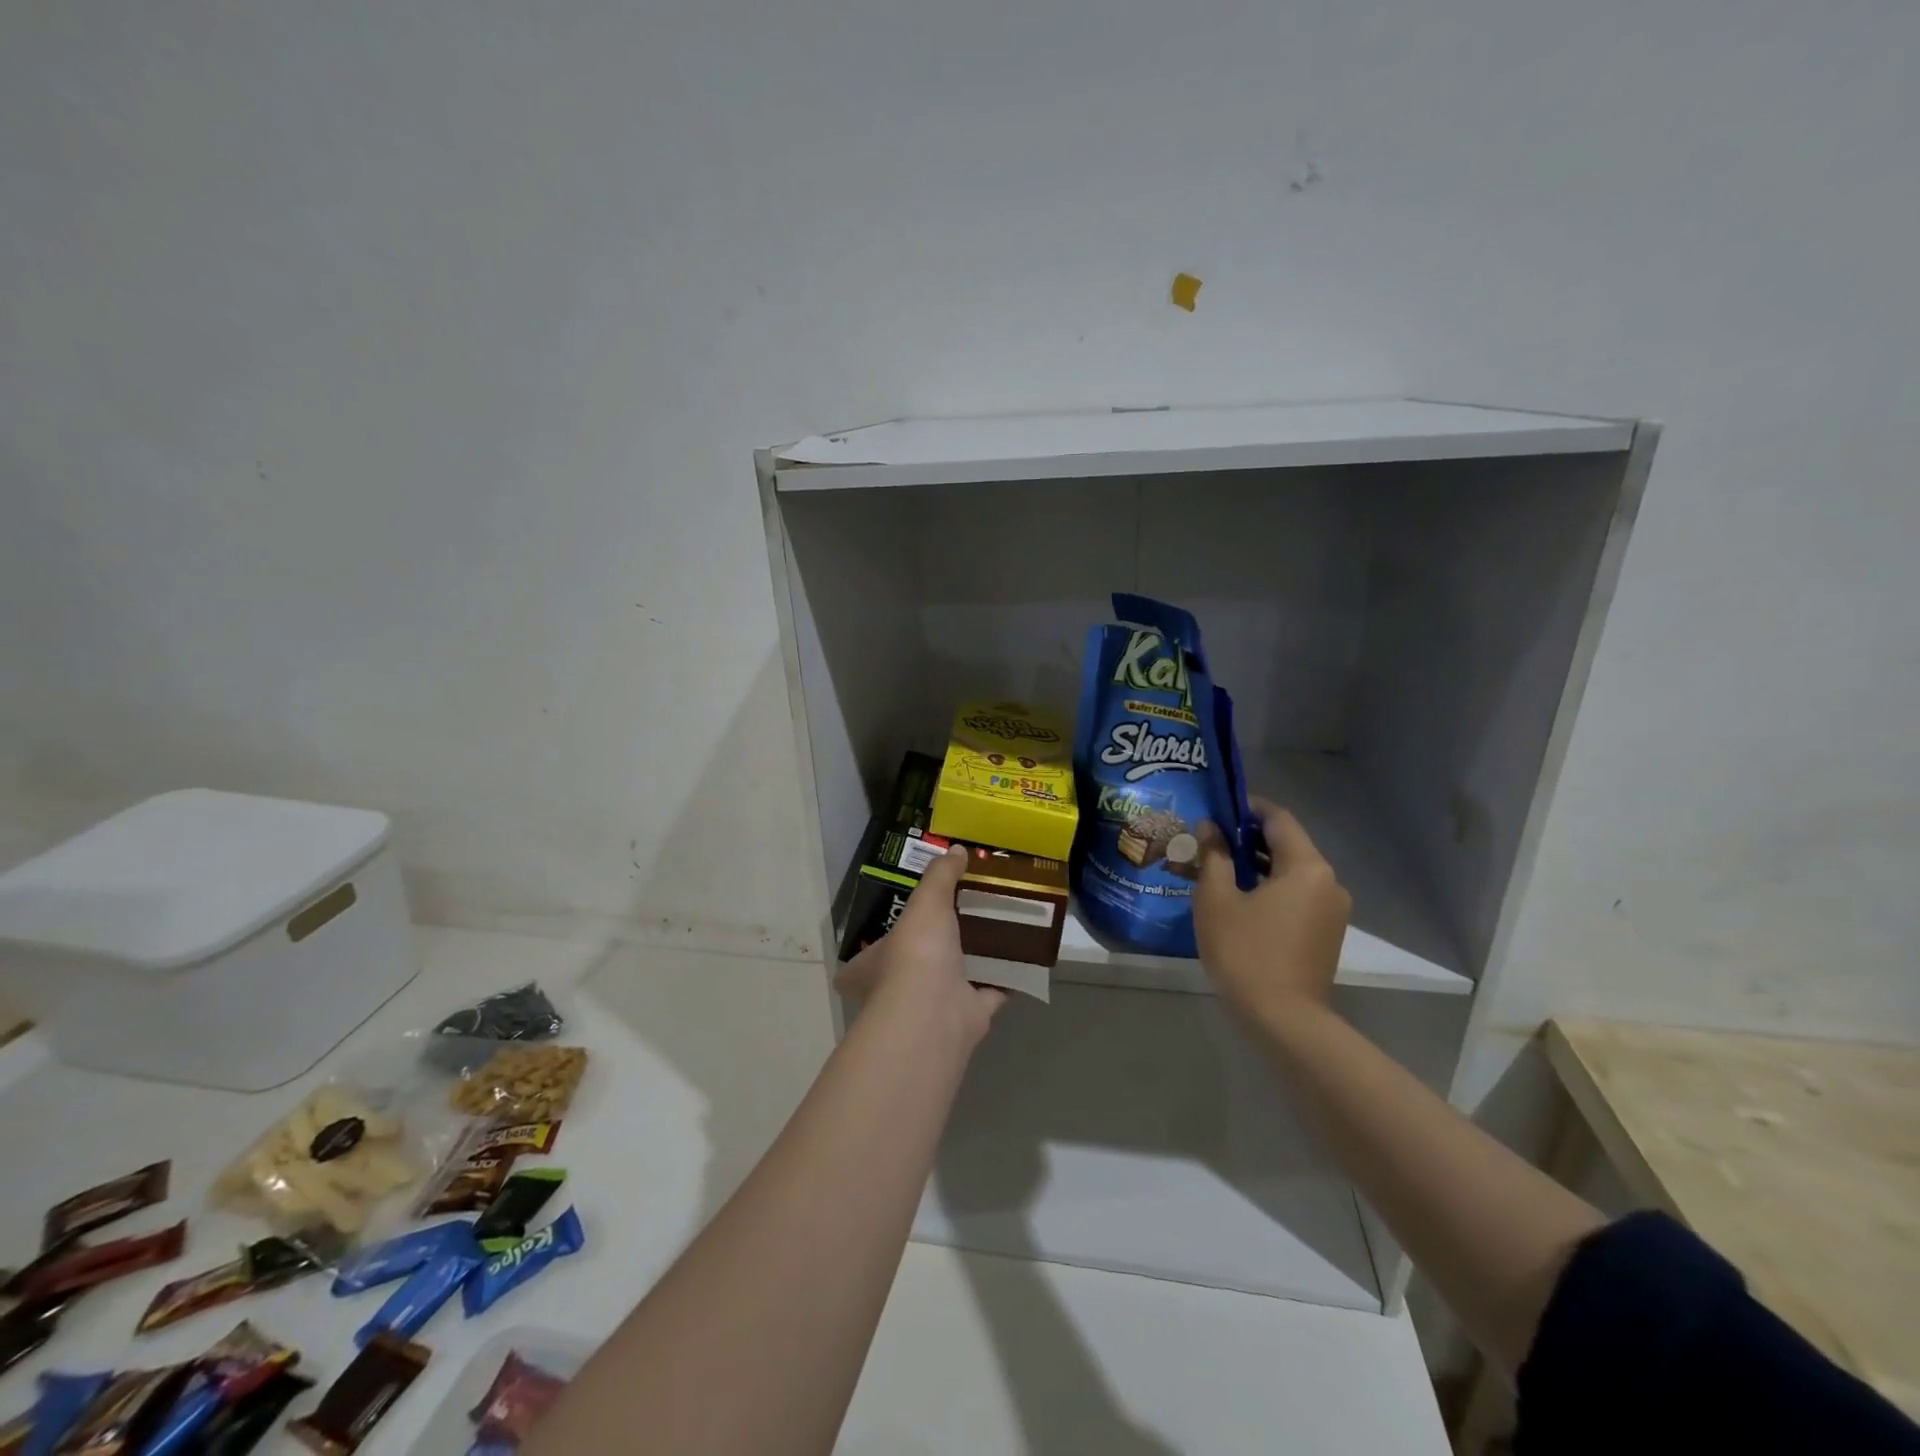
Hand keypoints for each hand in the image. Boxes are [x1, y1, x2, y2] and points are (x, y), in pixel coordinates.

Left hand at [835, 845, 1004, 1049]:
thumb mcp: (926, 901)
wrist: (937, 1012)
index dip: (876, 946)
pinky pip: (988, 994)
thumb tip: (956, 850)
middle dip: (931, 950)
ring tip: (992, 933)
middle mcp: (899, 990)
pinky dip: (1003, 981)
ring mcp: (934, 1007)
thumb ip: (940, 876)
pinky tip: (1019, 961)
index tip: (897, 928)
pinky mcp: (967, 1017)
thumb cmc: (916, 953)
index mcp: (874, 967)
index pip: (864, 959)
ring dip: (970, 963)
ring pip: (952, 980)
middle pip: (913, 967)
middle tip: (956, 921)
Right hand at [1194, 798, 1350, 1020]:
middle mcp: (1328, 881)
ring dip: (1257, 865)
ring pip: (1292, 872)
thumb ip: (1213, 856)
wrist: (1284, 1020)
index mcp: (1307, 866)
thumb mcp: (1217, 899)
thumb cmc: (1246, 952)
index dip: (1247, 808)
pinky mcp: (1327, 933)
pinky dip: (1271, 888)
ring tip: (1219, 869)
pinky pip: (1297, 896)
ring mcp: (1332, 910)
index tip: (1217, 808)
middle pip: (1287, 844)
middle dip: (1248, 838)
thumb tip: (1210, 828)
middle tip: (1210, 840)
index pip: (1278, 819)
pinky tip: (1240, 899)